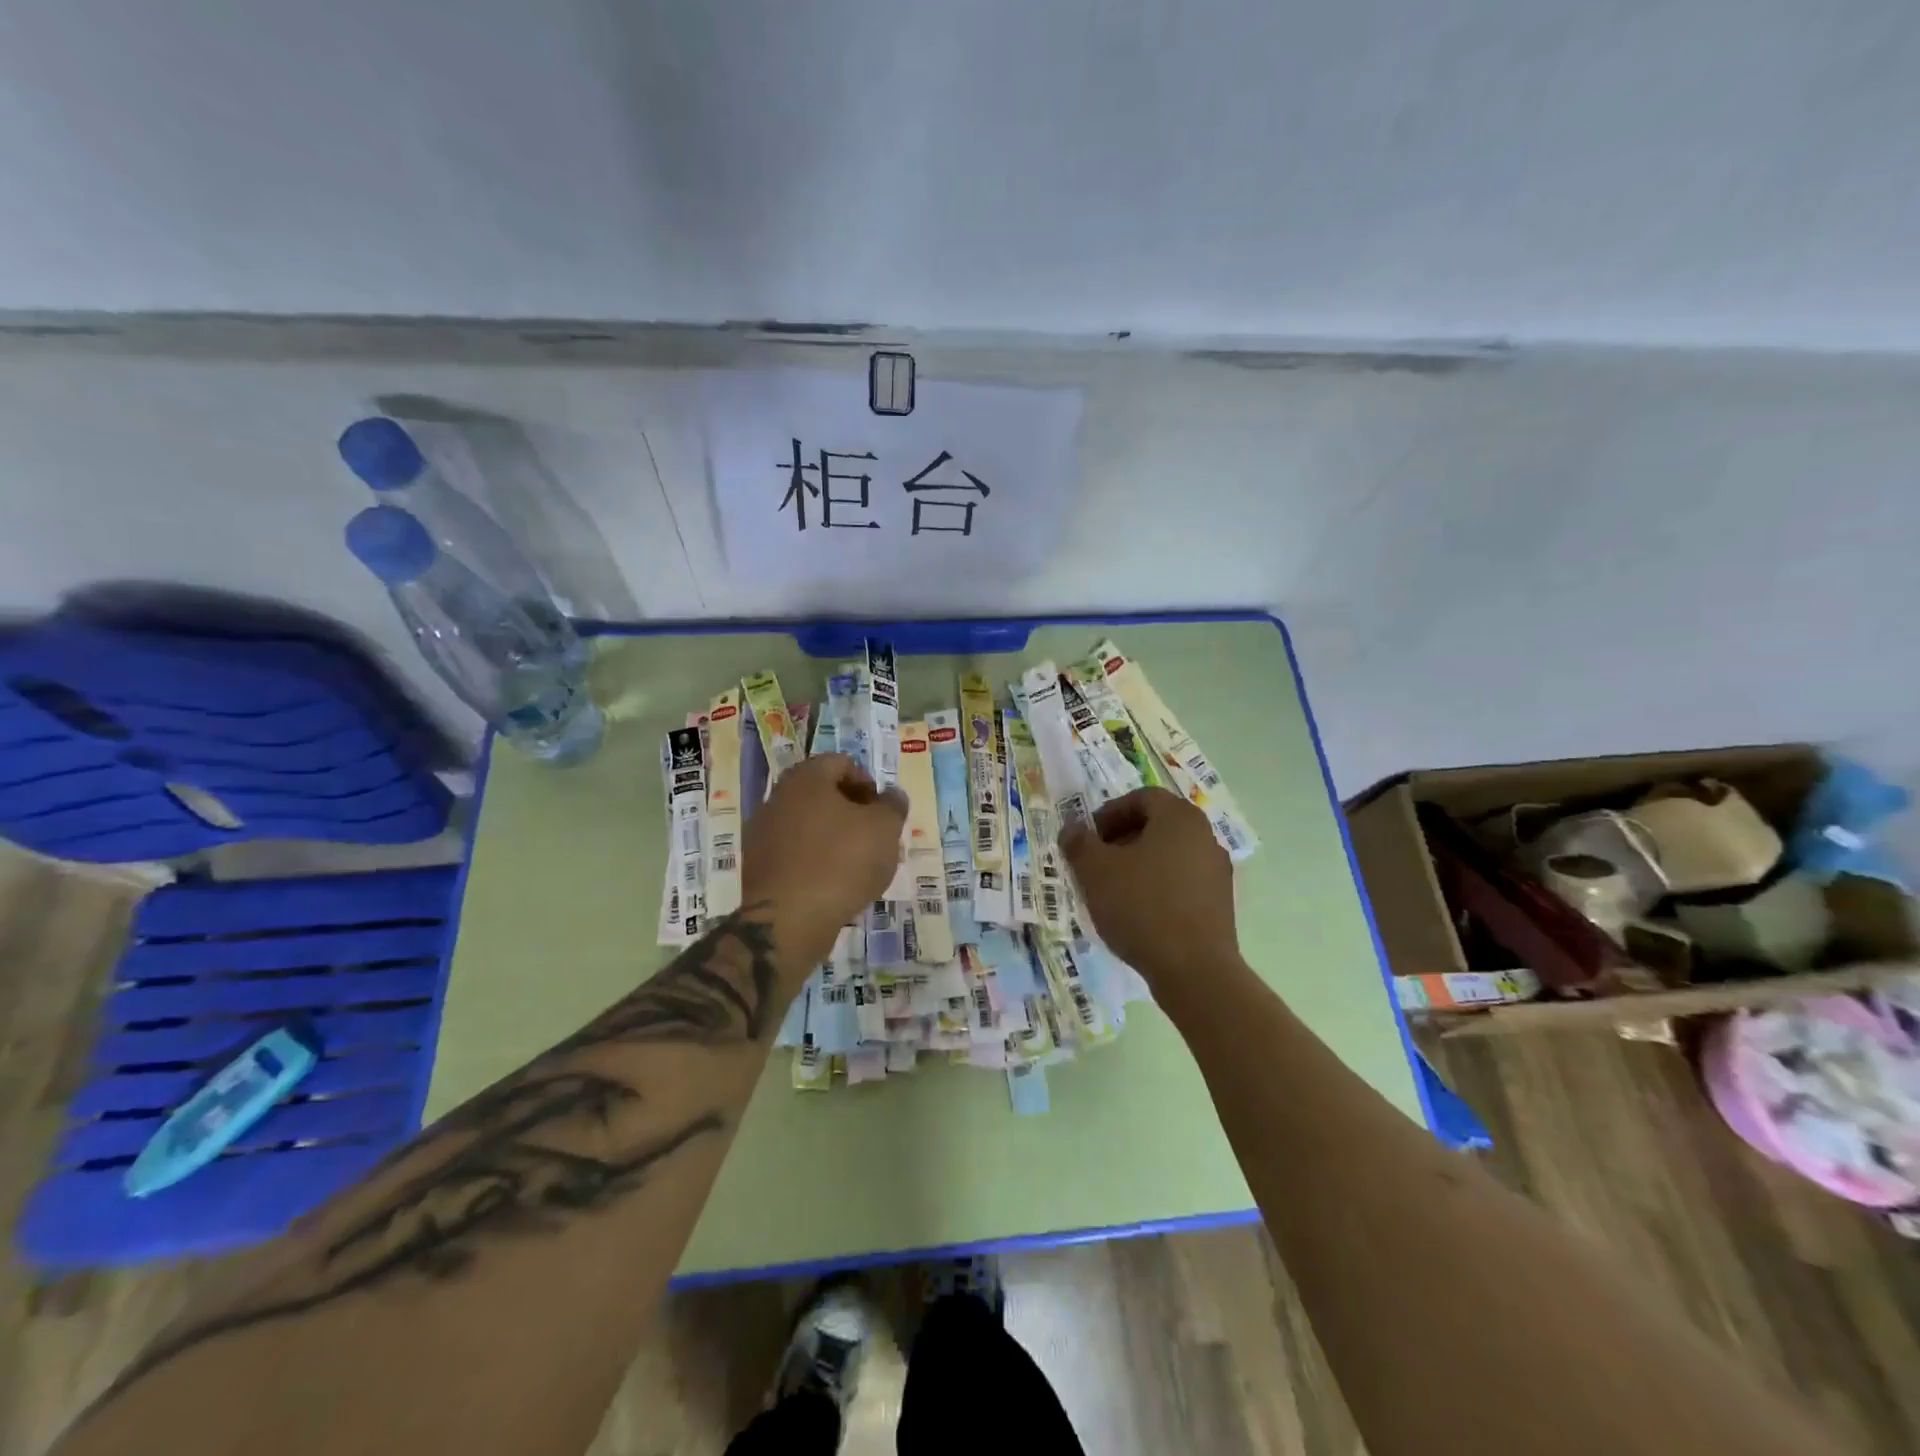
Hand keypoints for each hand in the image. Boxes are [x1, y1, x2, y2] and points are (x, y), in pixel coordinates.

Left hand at [742, 753, 906, 960]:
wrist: (788, 920)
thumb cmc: (842, 862)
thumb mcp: (884, 829)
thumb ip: (893, 805)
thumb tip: (891, 795)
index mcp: (806, 778)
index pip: (842, 763)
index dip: (868, 784)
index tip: (882, 813)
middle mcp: (777, 796)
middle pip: (822, 793)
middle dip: (852, 812)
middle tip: (875, 838)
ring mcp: (762, 832)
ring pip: (808, 824)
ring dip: (834, 837)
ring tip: (857, 865)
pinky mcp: (757, 865)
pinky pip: (794, 851)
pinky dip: (814, 859)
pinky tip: (832, 884)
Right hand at [1059, 787, 1239, 984]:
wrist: (1194, 970)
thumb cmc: (1141, 907)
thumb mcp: (1095, 871)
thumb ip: (1079, 843)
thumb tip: (1072, 829)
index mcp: (1179, 818)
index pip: (1141, 798)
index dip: (1109, 813)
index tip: (1088, 839)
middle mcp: (1204, 836)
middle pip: (1157, 825)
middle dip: (1122, 839)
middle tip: (1096, 863)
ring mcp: (1217, 870)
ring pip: (1170, 854)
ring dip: (1139, 864)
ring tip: (1113, 891)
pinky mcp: (1220, 903)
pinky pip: (1182, 881)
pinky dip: (1158, 887)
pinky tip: (1138, 913)